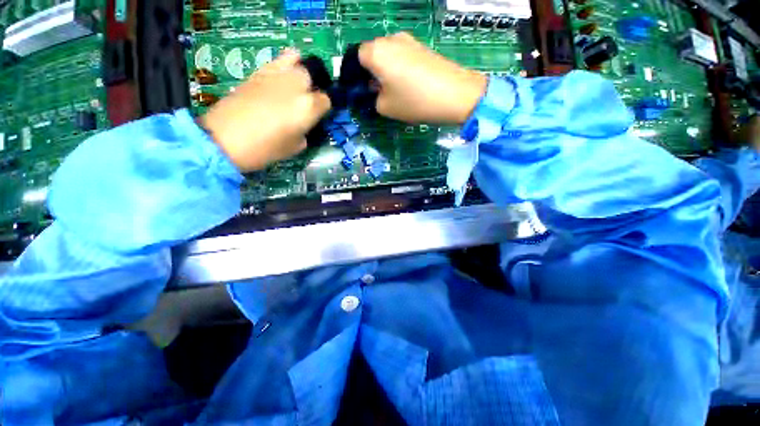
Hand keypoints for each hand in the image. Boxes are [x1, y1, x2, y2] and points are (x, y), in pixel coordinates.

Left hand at [200, 50, 330, 171]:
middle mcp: (295, 86)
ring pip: (297, 62)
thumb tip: (304, 124)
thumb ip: (305, 131)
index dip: (324, 109)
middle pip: (313, 77)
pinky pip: (278, 60)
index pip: (326, 100)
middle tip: (307, 101)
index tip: (319, 116)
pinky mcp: (258, 72)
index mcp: (308, 108)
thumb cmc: (265, 149)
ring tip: (296, 84)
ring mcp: (276, 76)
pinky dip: (284, 63)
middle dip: (313, 88)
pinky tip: (282, 75)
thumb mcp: (296, 147)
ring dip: (300, 72)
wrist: (225, 139)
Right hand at [358, 32, 487, 124]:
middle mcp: (390, 39)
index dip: (356, 75)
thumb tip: (376, 91)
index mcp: (376, 52)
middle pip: (372, 54)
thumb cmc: (414, 101)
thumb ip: (373, 98)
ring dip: (385, 71)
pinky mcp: (422, 47)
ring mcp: (409, 41)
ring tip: (394, 91)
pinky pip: (402, 56)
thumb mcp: (385, 107)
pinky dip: (399, 69)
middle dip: (371, 72)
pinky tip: (407, 84)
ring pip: (388, 55)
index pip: (356, 57)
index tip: (361, 91)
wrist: (454, 94)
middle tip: (377, 93)